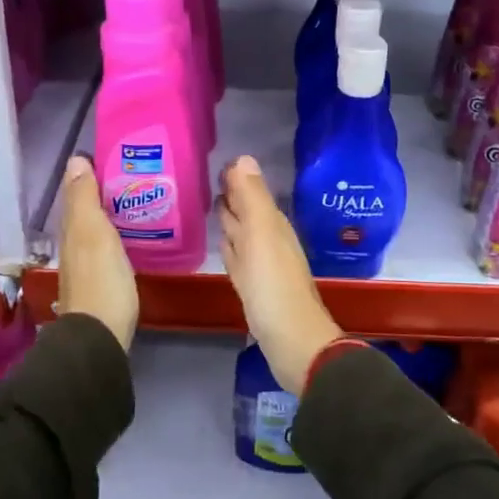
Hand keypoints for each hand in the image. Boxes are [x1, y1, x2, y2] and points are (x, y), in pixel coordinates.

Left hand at [57, 155, 137, 351]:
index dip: (92, 173)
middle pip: (88, 209)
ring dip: (114, 211)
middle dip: (106, 190)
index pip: (78, 191)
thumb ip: (84, 198)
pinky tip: (136, 232)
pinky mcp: (103, 279)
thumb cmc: (101, 279)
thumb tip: (75, 159)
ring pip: (98, 227)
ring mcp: (88, 263)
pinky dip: (119, 232)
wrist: (101, 335)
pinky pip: (109, 244)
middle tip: (138, 173)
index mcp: (72, 227)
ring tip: (142, 197)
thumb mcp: (92, 232)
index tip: (119, 156)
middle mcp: (75, 242)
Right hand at [217, 156, 340, 394]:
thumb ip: (252, 197)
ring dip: (228, 219)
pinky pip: (238, 258)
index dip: (236, 177)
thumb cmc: (274, 285)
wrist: (291, 341)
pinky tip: (221, 243)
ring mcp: (260, 265)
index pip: (251, 191)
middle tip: (206, 178)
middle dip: (231, 194)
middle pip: (247, 210)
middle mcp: (268, 239)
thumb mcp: (262, 234)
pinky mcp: (252, 287)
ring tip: (208, 204)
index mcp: (271, 224)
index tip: (216, 161)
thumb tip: (243, 157)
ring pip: (241, 233)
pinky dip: (229, 246)